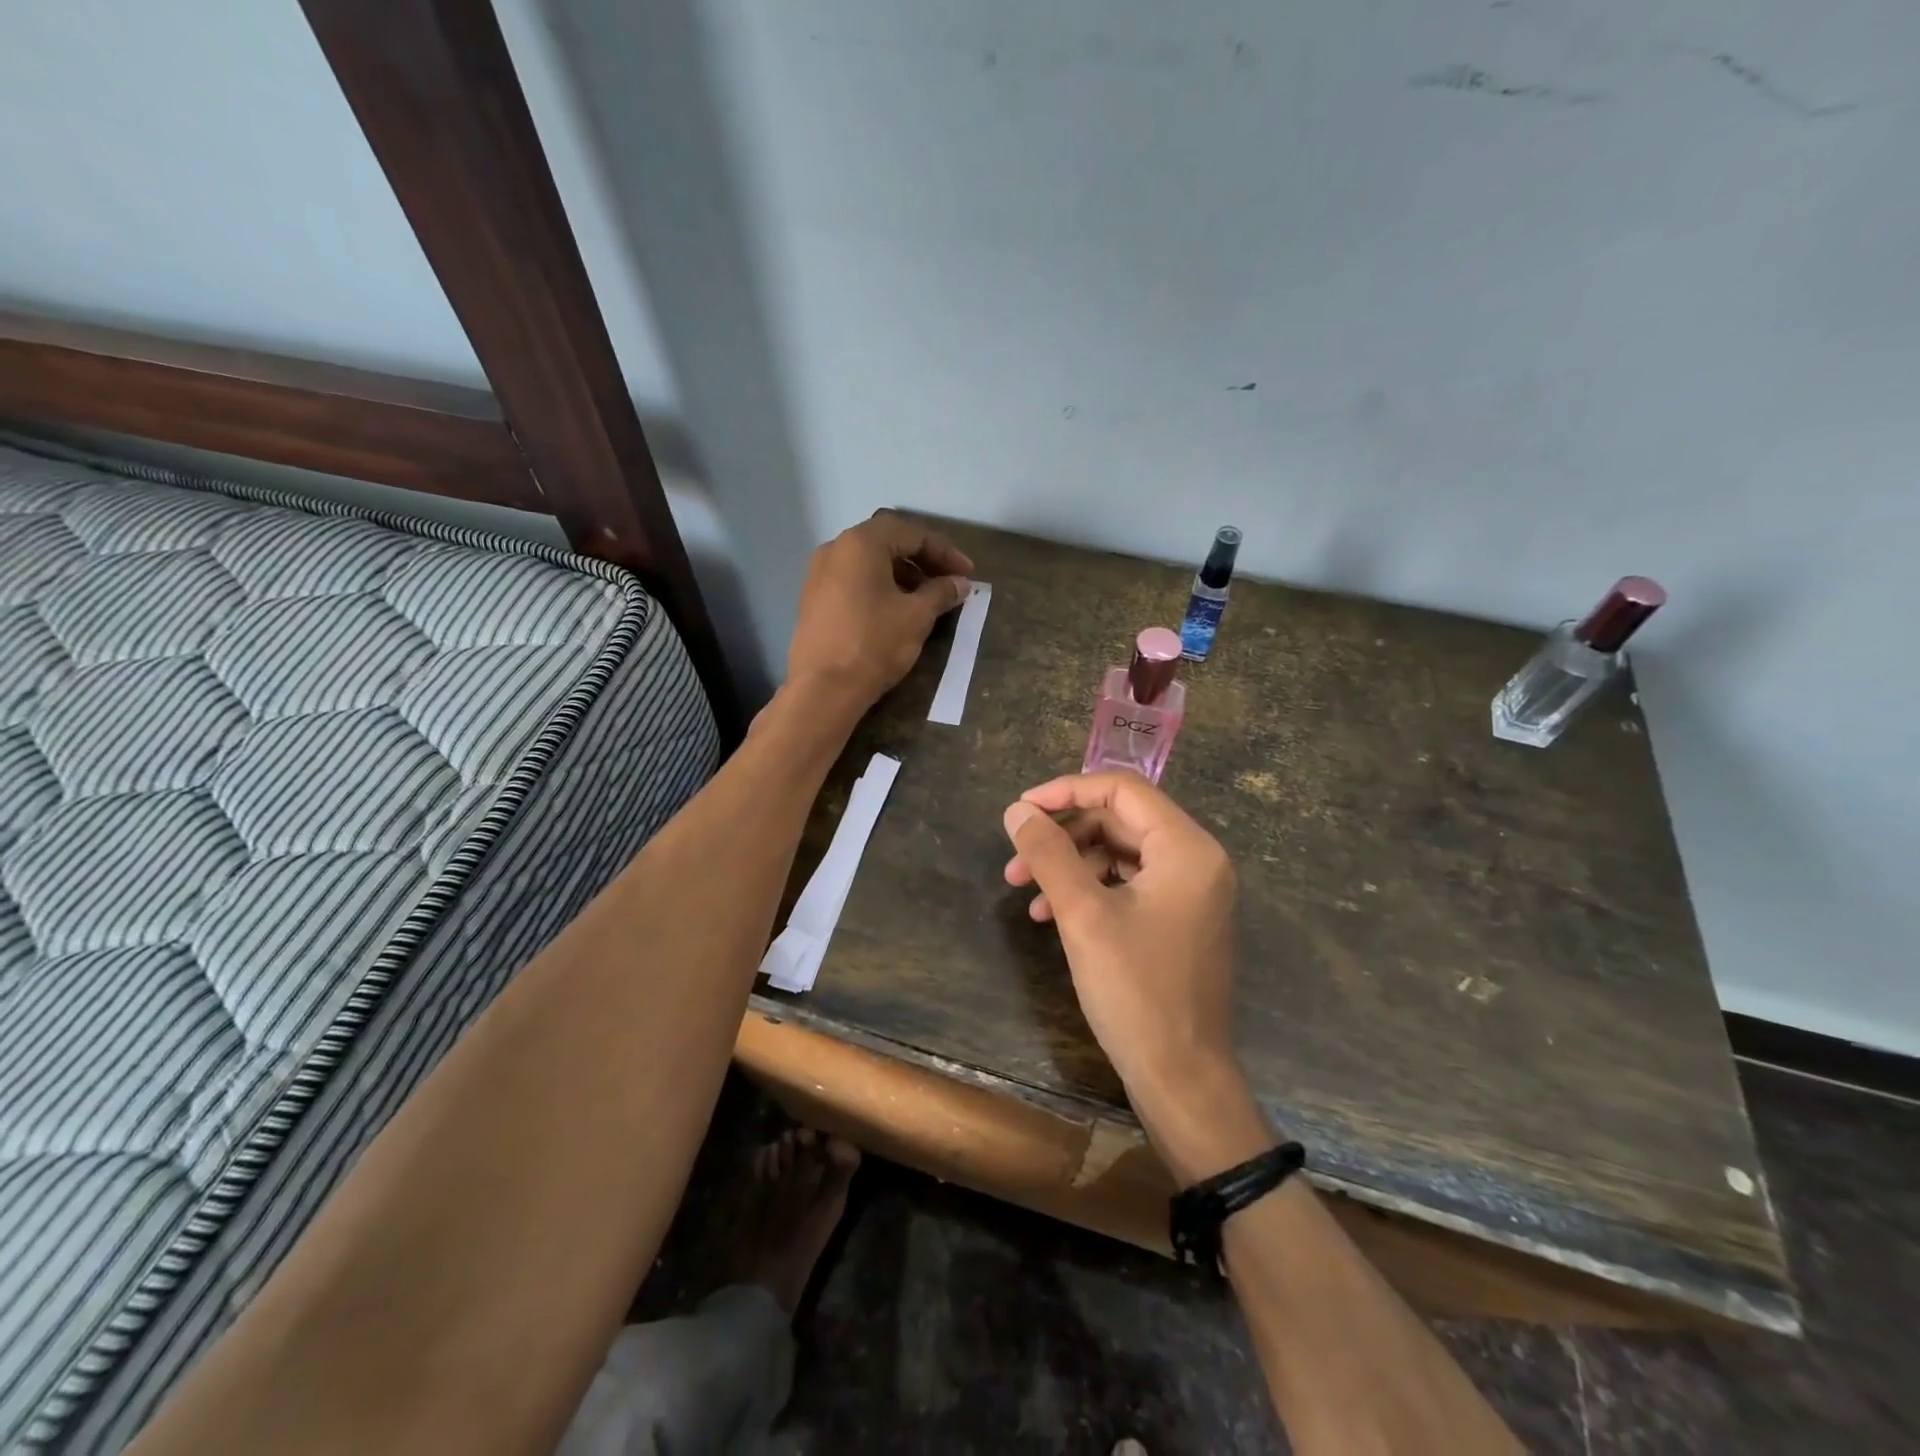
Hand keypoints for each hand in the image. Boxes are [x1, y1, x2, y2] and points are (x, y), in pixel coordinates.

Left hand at [787, 511, 972, 710]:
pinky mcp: (813, 600)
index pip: (911, 533)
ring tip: (927, 599)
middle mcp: (835, 549)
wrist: (823, 690)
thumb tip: (960, 583)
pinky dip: (879, 587)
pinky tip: (897, 610)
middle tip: (949, 582)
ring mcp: (818, 574)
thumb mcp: (916, 616)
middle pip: (887, 542)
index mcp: (861, 544)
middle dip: (923, 560)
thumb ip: (941, 593)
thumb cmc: (873, 644)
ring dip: (902, 575)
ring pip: (869, 563)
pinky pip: (853, 581)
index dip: (945, 552)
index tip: (967, 574)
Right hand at [1002, 771, 1267, 1178]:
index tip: (1021, 809)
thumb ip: (1049, 854)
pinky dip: (1088, 890)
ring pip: (1118, 854)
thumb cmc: (1136, 990)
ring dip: (1068, 864)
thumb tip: (1017, 810)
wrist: (1181, 1079)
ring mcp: (1189, 891)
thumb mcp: (1083, 915)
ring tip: (1022, 891)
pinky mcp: (1177, 919)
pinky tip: (1049, 915)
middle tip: (1014, 859)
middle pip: (1118, 820)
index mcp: (1186, 848)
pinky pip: (1127, 884)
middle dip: (1062, 835)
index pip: (1122, 789)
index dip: (1066, 790)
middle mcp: (1196, 859)